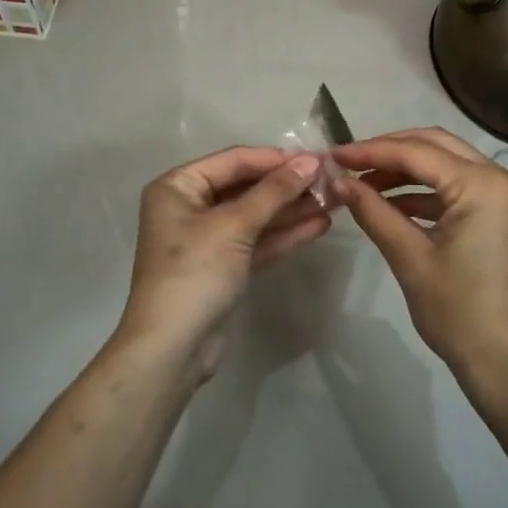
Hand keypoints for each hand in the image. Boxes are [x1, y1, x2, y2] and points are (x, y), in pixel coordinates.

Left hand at [115, 147, 329, 379]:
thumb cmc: (195, 273)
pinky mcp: (224, 267)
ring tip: (334, 201)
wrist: (173, 348)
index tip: (318, 158)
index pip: (234, 161)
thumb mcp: (234, 226)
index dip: (276, 159)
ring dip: (292, 209)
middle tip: (331, 181)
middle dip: (288, 185)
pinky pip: (257, 241)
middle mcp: (190, 207)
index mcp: (178, 187)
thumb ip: (274, 192)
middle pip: (246, 187)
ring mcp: (208, 239)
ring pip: (256, 216)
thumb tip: (311, 162)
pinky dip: (284, 234)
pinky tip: (319, 225)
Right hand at [334, 128, 507, 388]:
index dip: (371, 151)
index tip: (333, 157)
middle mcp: (501, 179)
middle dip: (389, 151)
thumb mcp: (410, 258)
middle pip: (436, 146)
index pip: (417, 153)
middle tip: (349, 164)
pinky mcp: (504, 217)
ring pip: (448, 165)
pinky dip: (426, 192)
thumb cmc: (458, 312)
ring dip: (406, 171)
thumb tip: (338, 182)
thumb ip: (373, 211)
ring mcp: (507, 197)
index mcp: (483, 185)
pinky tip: (392, 205)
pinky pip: (459, 189)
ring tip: (364, 185)